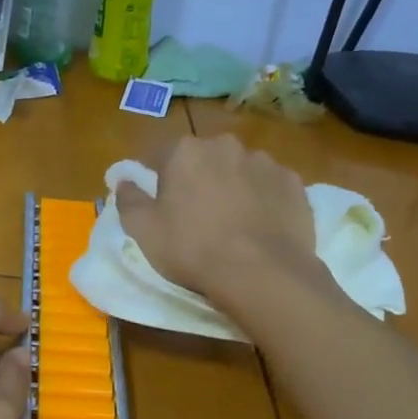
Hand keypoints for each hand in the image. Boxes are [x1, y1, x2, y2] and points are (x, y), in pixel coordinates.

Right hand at [117, 135, 321, 307]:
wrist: (263, 273)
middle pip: (205, 158)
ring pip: (241, 170)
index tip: (162, 203)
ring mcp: (264, 162)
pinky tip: (262, 226)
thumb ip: (129, 200)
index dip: (159, 178)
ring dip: (234, 186)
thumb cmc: (193, 249)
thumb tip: (123, 181)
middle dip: (200, 178)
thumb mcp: (144, 231)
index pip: (162, 155)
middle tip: (198, 214)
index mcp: (185, 151)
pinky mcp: (294, 183)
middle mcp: (225, 145)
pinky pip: (271, 186)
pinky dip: (265, 199)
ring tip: (235, 223)